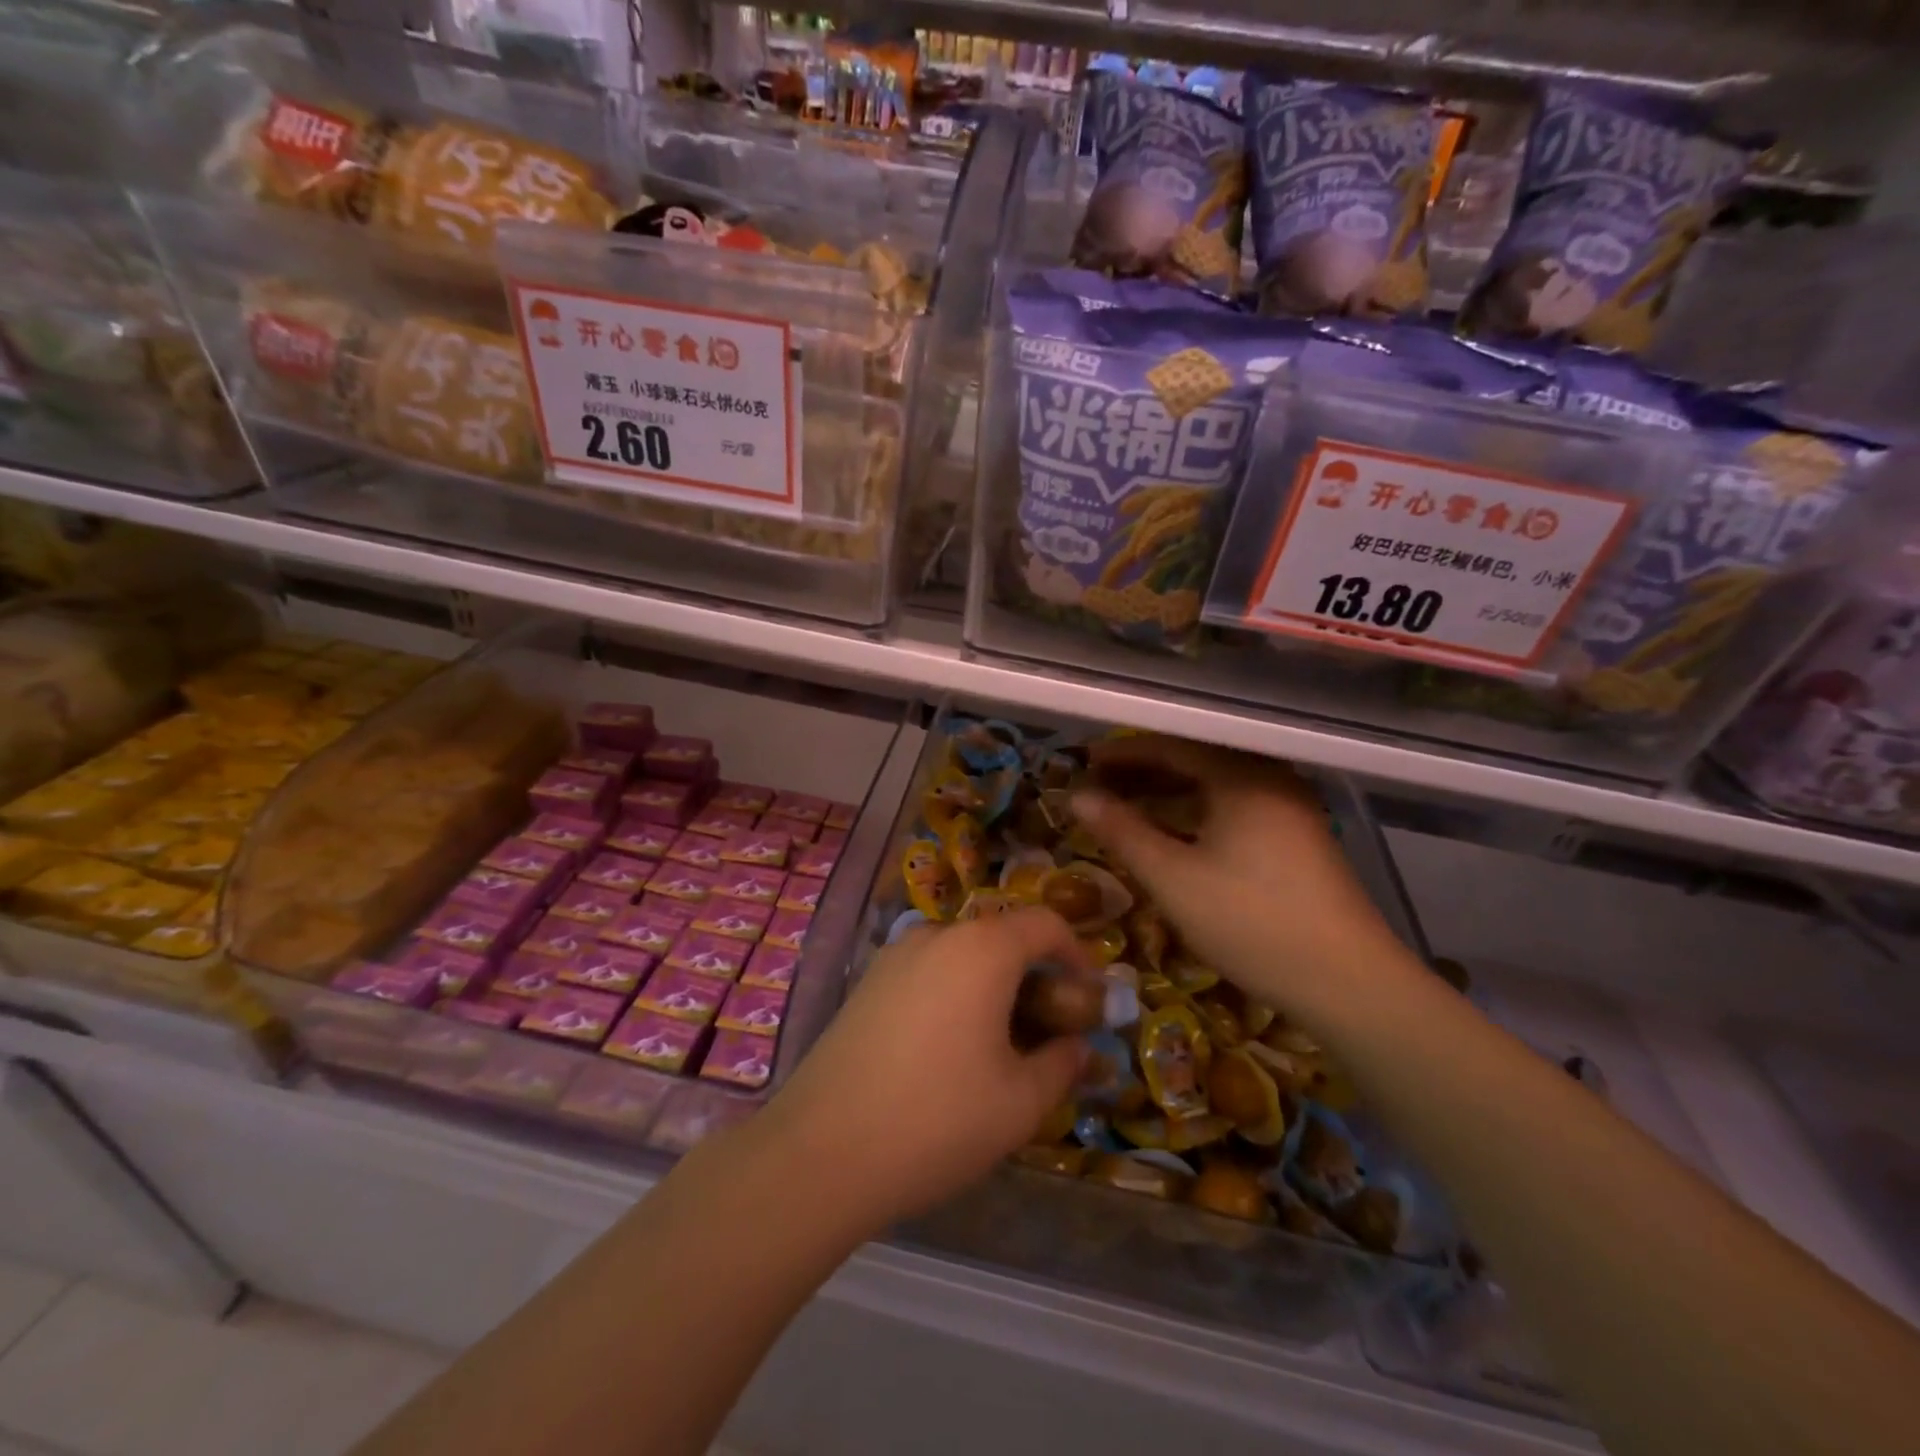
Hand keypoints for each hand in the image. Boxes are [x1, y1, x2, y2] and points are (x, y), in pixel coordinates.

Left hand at [764, 908, 1093, 1230]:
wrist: (822, 1150)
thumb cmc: (937, 1120)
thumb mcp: (1020, 1103)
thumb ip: (1061, 1064)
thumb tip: (1077, 1046)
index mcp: (981, 949)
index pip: (1045, 923)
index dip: (1077, 954)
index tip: (1087, 998)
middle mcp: (936, 935)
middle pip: (1002, 937)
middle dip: (1034, 975)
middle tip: (1047, 1031)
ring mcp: (895, 955)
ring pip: (963, 955)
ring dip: (992, 985)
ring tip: (999, 1046)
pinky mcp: (867, 981)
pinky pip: (928, 971)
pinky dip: (954, 992)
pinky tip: (948, 1050)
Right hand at [1070, 735, 1408, 1020]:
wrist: (1348, 982)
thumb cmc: (1251, 922)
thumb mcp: (1174, 878)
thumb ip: (1122, 831)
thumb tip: (1077, 796)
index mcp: (1242, 777)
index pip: (1171, 746)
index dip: (1122, 753)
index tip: (1083, 762)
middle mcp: (1270, 780)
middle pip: (1195, 761)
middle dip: (1142, 772)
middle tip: (1097, 786)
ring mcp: (1290, 808)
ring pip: (1215, 787)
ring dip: (1168, 793)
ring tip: (1125, 808)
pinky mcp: (1298, 838)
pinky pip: (1234, 807)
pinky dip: (1196, 813)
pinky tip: (1173, 834)